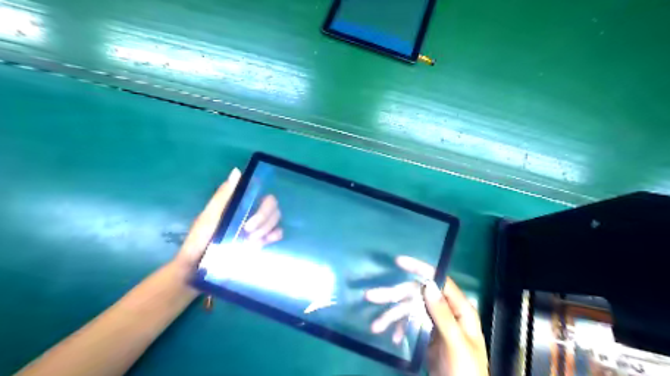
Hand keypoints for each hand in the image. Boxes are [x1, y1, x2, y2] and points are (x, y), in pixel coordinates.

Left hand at [171, 171, 281, 272]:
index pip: (261, 193)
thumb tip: (237, 171)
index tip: (251, 212)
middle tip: (247, 230)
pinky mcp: (263, 241)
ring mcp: (259, 227)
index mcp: (240, 203)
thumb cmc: (201, 239)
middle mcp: (252, 212)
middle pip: (272, 206)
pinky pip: (278, 233)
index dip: (262, 201)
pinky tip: (263, 243)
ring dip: (266, 228)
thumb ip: (224, 195)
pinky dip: (273, 236)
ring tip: (250, 241)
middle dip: (263, 218)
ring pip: (276, 219)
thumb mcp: (210, 215)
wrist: (199, 268)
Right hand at [366, 257, 487, 373]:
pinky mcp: (427, 335)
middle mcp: (446, 311)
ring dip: (392, 316)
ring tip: (375, 326)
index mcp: (459, 309)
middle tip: (370, 296)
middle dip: (394, 296)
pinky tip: (391, 338)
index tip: (399, 262)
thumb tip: (429, 286)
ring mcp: (435, 323)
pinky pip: (409, 325)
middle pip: (418, 295)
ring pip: (410, 311)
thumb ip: (443, 316)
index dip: (419, 269)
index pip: (439, 281)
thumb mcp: (456, 344)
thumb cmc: (466, 371)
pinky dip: (399, 329)